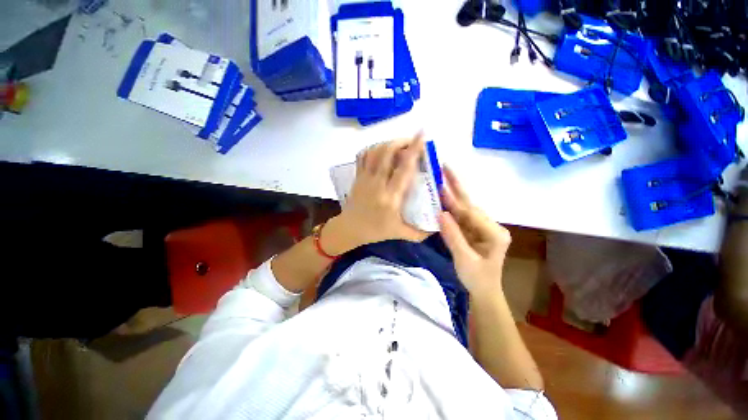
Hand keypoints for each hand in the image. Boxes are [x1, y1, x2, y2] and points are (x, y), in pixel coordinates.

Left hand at [323, 134, 429, 253]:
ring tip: (399, 144)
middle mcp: (377, 183)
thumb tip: (437, 227)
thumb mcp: (399, 233)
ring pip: (375, 152)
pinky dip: (373, 148)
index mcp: (391, 197)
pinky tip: (381, 149)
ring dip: (388, 143)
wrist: (349, 229)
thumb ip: (419, 233)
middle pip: (387, 153)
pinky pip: (363, 156)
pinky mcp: (358, 176)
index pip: (404, 169)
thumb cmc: (375, 231)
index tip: (422, 135)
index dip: (414, 150)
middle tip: (412, 140)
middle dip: (401, 141)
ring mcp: (365, 178)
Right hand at [438, 167, 511, 294]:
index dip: (454, 201)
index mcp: (495, 233)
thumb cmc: (477, 279)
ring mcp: (483, 227)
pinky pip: (461, 215)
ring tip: (441, 178)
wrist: (484, 291)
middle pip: (470, 204)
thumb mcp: (464, 259)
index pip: (471, 214)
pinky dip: (450, 206)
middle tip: (446, 167)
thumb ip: (453, 236)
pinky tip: (442, 197)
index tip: (440, 187)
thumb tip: (440, 213)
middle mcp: (492, 226)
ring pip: (465, 207)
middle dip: (457, 186)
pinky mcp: (475, 229)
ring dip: (452, 194)